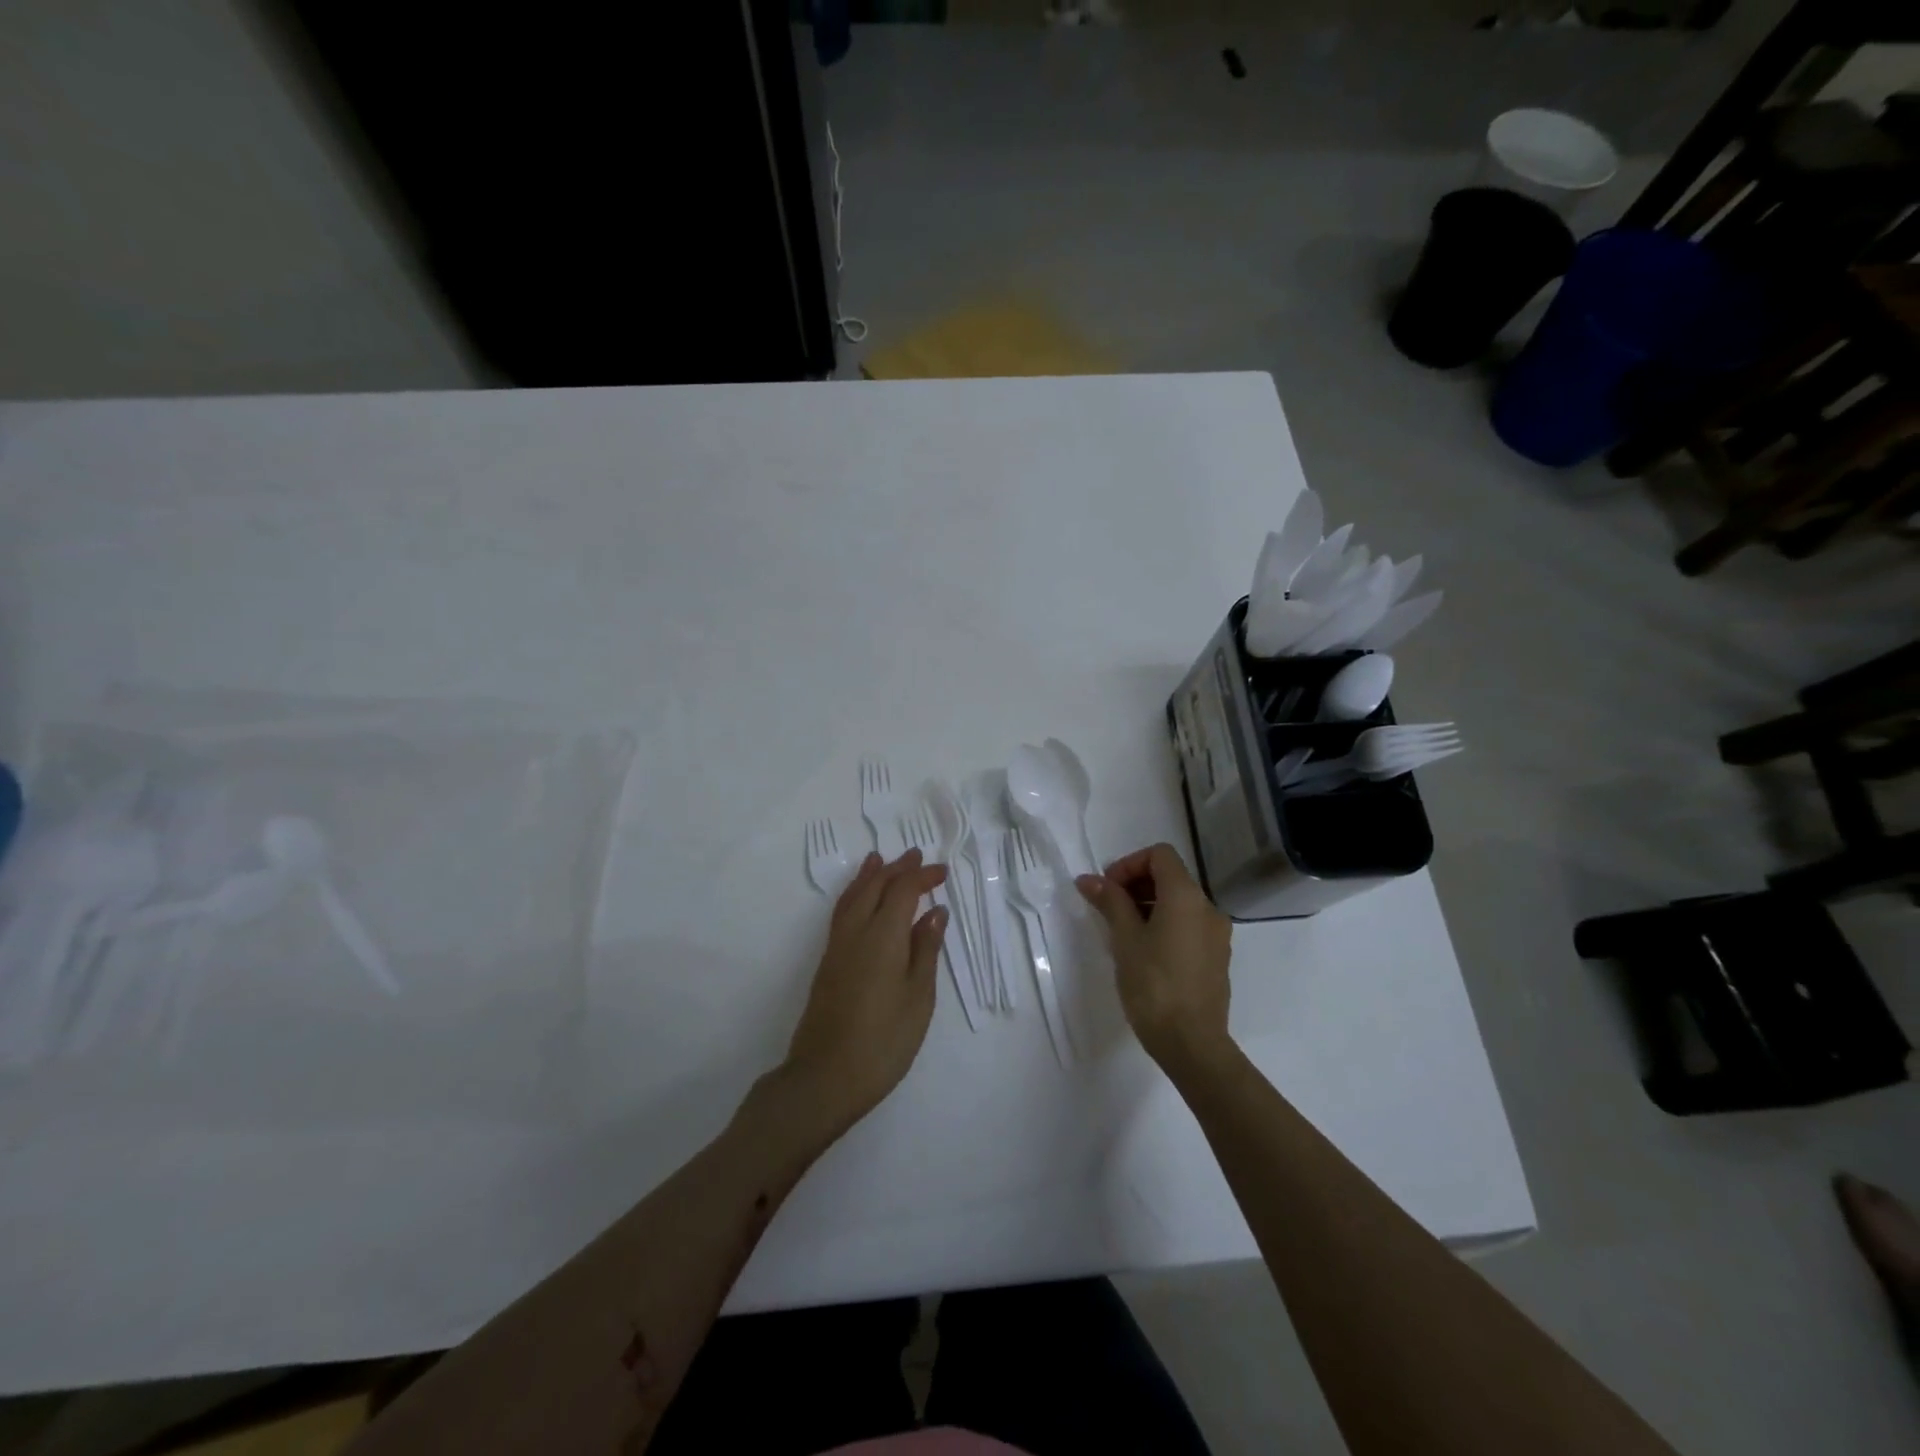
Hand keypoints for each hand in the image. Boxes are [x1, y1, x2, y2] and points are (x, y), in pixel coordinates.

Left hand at [783, 848, 947, 1135]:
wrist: (825, 1077)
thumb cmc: (884, 1040)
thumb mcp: (918, 997)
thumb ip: (925, 950)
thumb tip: (934, 912)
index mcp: (883, 935)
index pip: (903, 891)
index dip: (922, 877)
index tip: (942, 872)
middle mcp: (856, 931)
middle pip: (875, 887)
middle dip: (896, 869)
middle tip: (915, 856)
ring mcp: (836, 946)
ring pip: (853, 897)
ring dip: (870, 876)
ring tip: (879, 860)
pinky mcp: (827, 962)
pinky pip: (842, 912)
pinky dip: (854, 894)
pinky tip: (859, 901)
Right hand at [1076, 842, 1232, 1070]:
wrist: (1192, 1043)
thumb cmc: (1153, 985)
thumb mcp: (1124, 939)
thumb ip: (1110, 902)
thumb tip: (1088, 879)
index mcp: (1186, 897)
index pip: (1159, 855)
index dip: (1129, 864)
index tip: (1107, 889)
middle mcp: (1208, 908)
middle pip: (1170, 877)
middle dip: (1136, 884)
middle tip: (1108, 908)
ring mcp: (1217, 934)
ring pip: (1180, 903)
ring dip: (1149, 905)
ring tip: (1122, 932)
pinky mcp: (1216, 957)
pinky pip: (1189, 925)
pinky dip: (1165, 924)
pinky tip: (1144, 952)